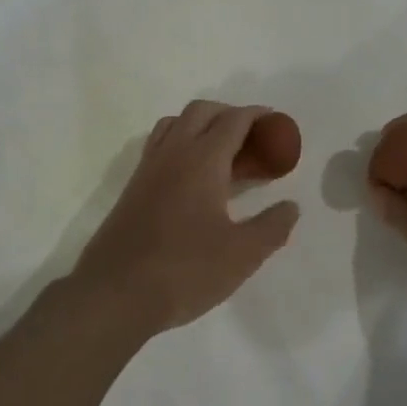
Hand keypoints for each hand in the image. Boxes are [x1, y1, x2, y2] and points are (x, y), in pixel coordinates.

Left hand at [71, 102, 301, 338]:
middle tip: (253, 138)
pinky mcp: (133, 187)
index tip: (276, 123)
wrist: (115, 294)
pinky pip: (159, 145)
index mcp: (202, 160)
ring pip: (175, 124)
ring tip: (222, 152)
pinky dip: (180, 142)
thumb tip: (291, 206)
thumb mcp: (242, 255)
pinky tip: (193, 177)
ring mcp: (148, 168)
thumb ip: (272, 227)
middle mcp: (173, 153)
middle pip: (201, 111)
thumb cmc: (184, 270)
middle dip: (229, 114)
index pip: (233, 121)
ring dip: (201, 124)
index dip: (257, 115)